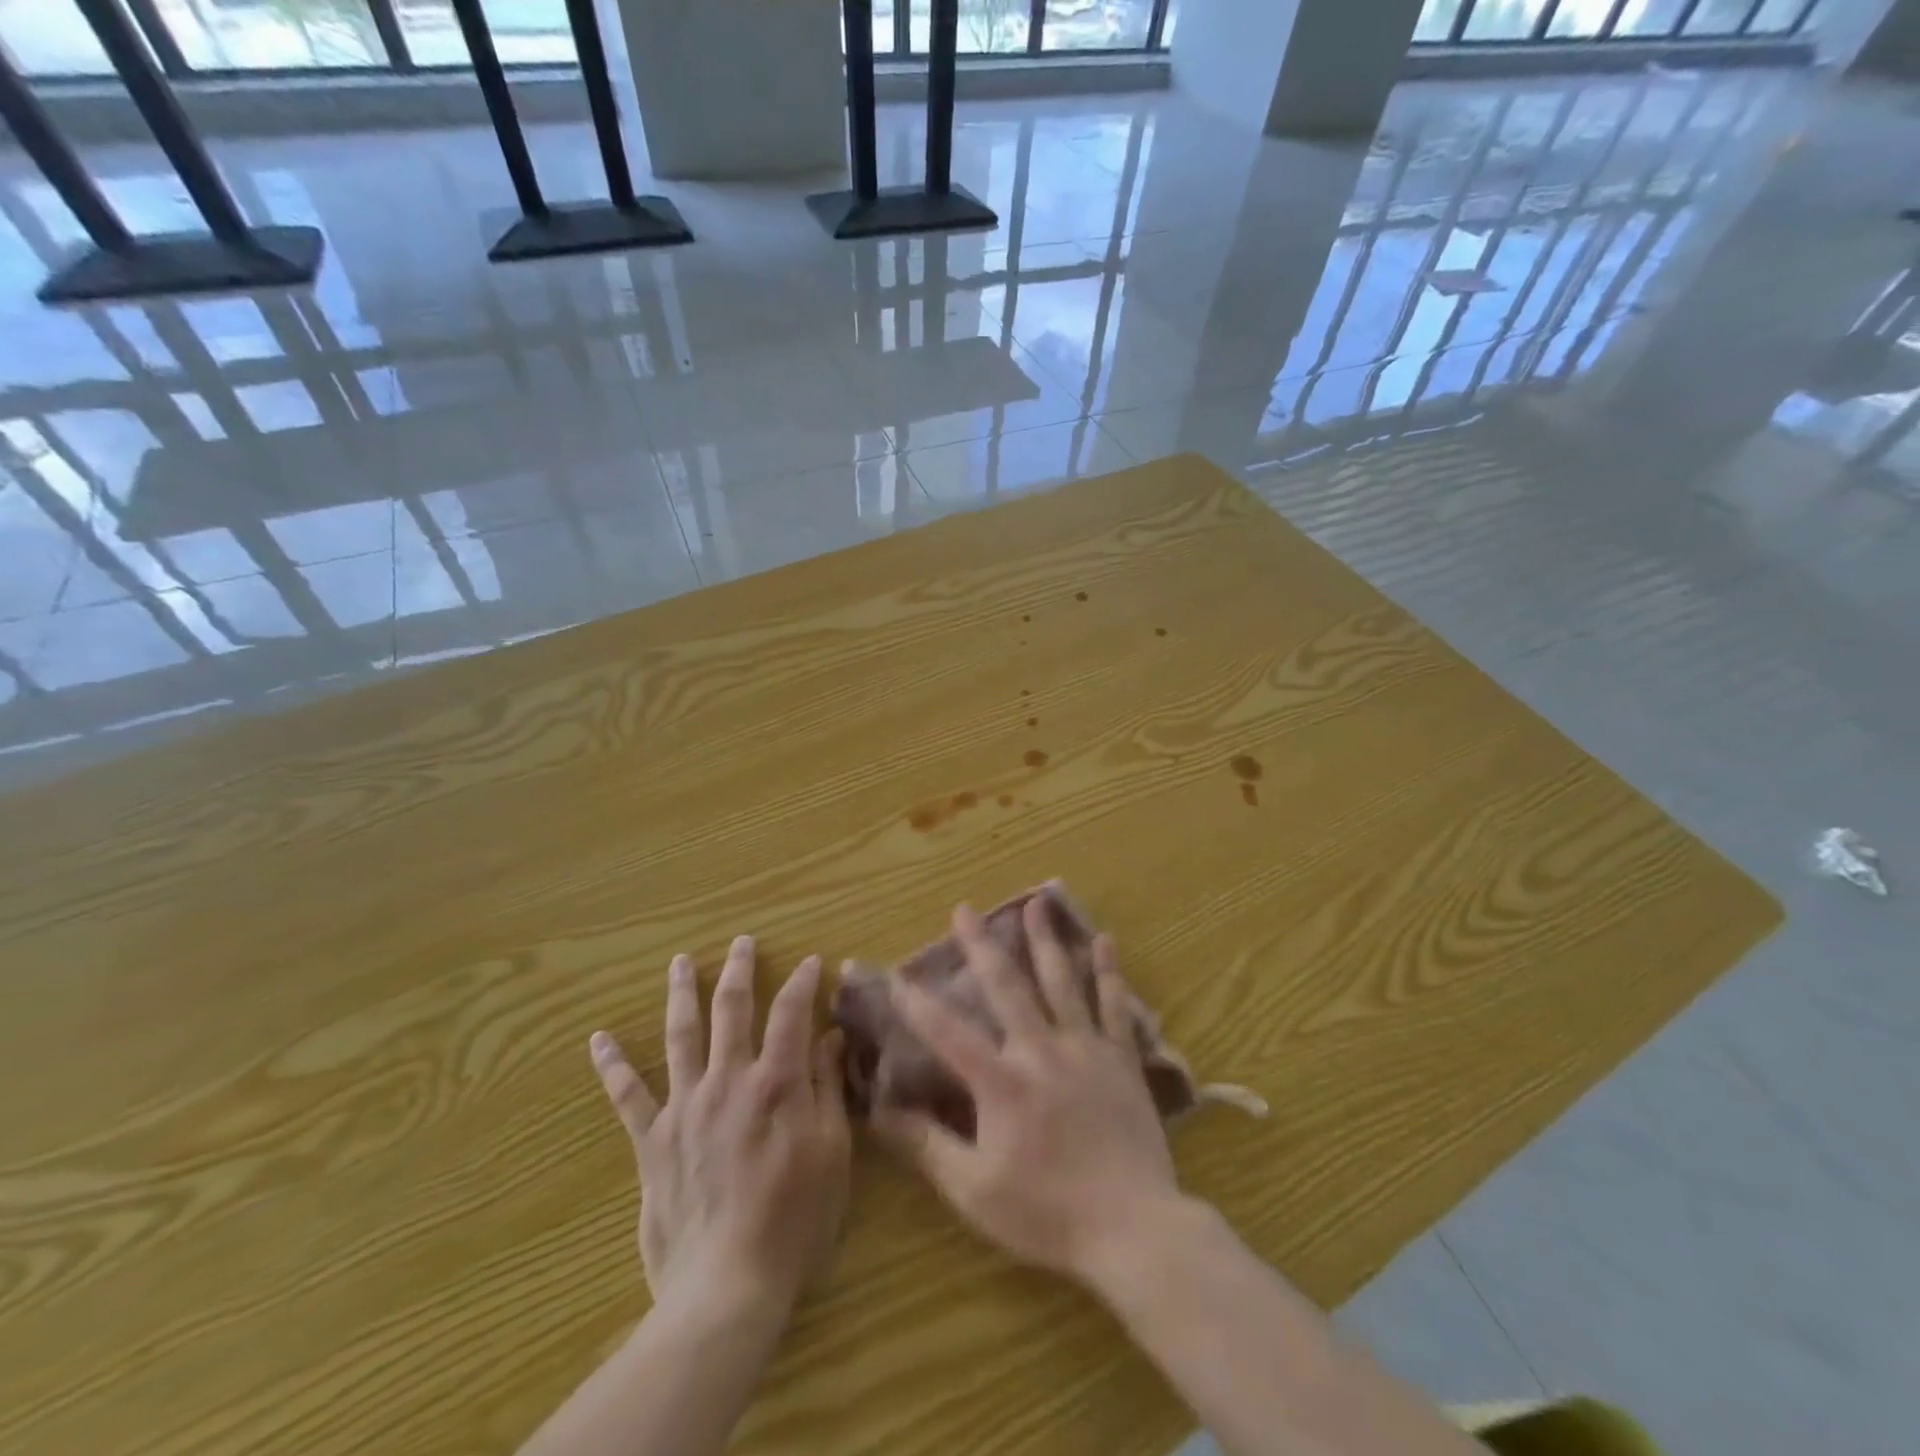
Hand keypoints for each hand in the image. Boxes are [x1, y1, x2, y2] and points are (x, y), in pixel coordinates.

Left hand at [590, 937, 851, 1317]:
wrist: (727, 1285)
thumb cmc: (795, 1218)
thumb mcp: (832, 1152)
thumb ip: (827, 1088)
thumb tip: (830, 1037)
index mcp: (776, 1082)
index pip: (791, 1012)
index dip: (803, 982)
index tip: (812, 962)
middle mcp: (728, 1080)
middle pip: (731, 1009)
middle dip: (739, 970)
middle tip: (742, 942)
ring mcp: (685, 1107)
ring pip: (681, 1035)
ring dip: (682, 994)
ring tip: (680, 962)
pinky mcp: (653, 1141)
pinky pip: (628, 1096)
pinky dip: (613, 1066)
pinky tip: (599, 1040)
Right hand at [871, 900, 1182, 1285]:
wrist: (1134, 1228)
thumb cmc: (1047, 1213)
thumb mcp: (974, 1190)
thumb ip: (927, 1146)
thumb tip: (881, 1111)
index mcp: (1001, 1082)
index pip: (947, 1032)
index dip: (916, 1003)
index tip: (895, 975)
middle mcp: (1041, 1050)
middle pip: (1006, 986)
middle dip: (980, 945)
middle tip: (964, 909)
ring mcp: (1085, 1049)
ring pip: (1061, 982)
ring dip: (1045, 940)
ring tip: (1036, 903)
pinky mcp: (1120, 1059)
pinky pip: (1114, 1006)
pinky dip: (1108, 972)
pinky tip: (1104, 941)